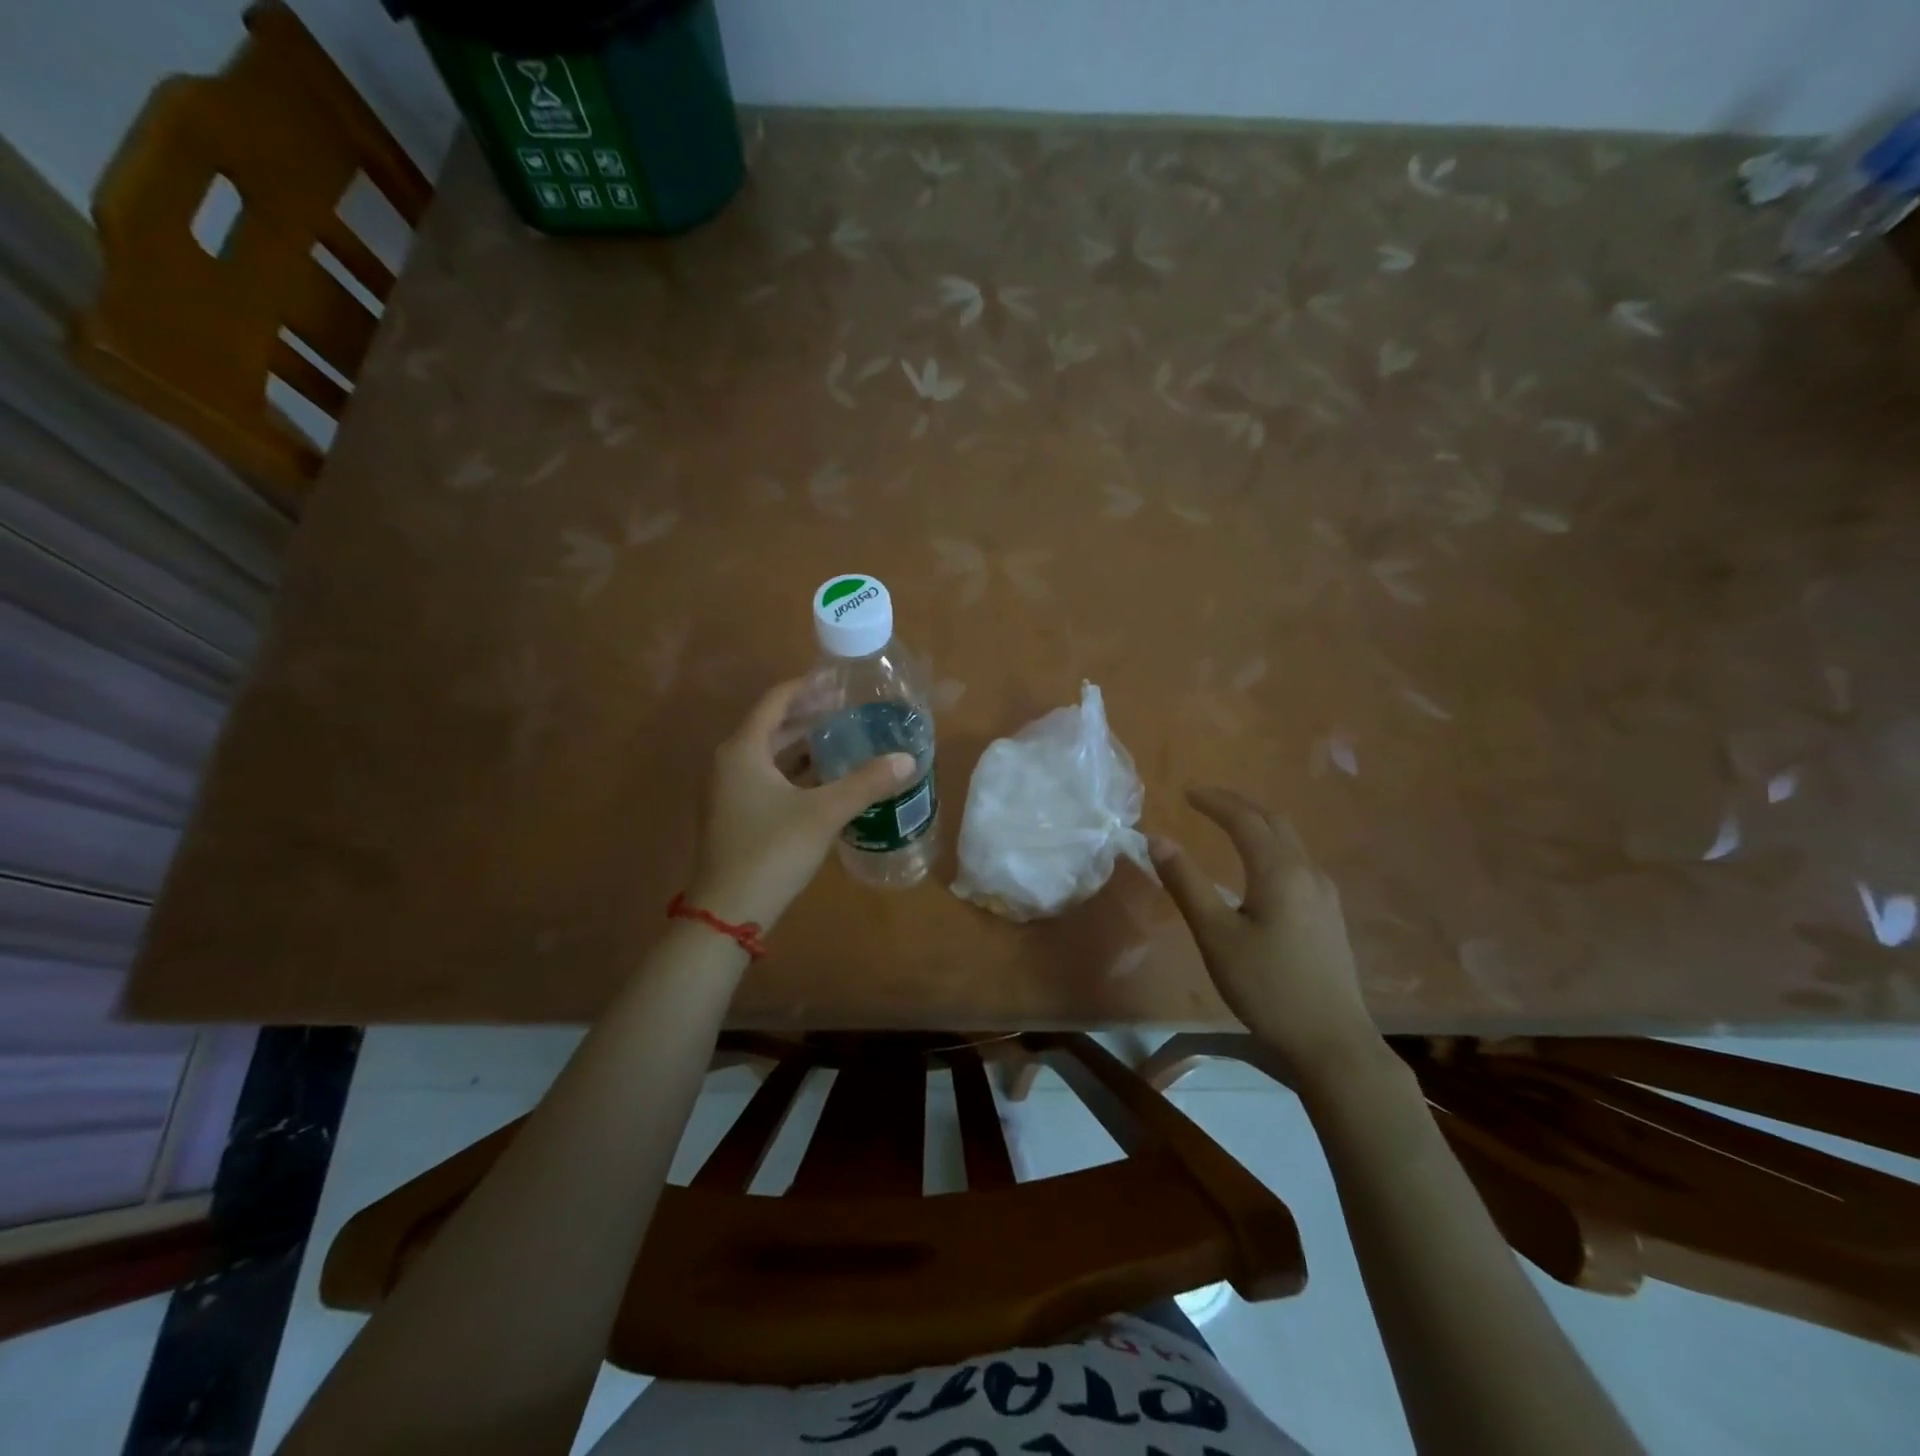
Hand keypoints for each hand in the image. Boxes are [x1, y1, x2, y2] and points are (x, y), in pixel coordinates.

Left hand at [688, 679, 916, 930]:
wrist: (728, 912)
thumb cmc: (771, 851)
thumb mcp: (824, 813)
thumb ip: (866, 782)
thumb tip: (907, 759)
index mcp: (743, 750)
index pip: (776, 701)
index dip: (807, 687)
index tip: (840, 682)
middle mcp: (730, 763)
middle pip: (773, 727)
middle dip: (811, 718)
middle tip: (851, 712)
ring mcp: (729, 791)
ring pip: (770, 756)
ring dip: (804, 747)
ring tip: (845, 740)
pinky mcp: (735, 815)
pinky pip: (768, 779)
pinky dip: (796, 773)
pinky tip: (827, 781)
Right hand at [1150, 787, 1379, 1079]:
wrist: (1332, 1042)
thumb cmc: (1267, 987)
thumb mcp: (1216, 936)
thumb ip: (1186, 883)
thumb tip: (1156, 839)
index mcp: (1279, 871)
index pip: (1245, 819)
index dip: (1215, 802)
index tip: (1186, 793)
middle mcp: (1308, 872)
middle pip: (1273, 821)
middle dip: (1238, 805)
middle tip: (1204, 801)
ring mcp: (1325, 894)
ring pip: (1290, 841)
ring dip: (1257, 823)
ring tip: (1228, 825)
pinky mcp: (1329, 914)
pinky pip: (1298, 861)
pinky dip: (1272, 845)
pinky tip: (1259, 866)